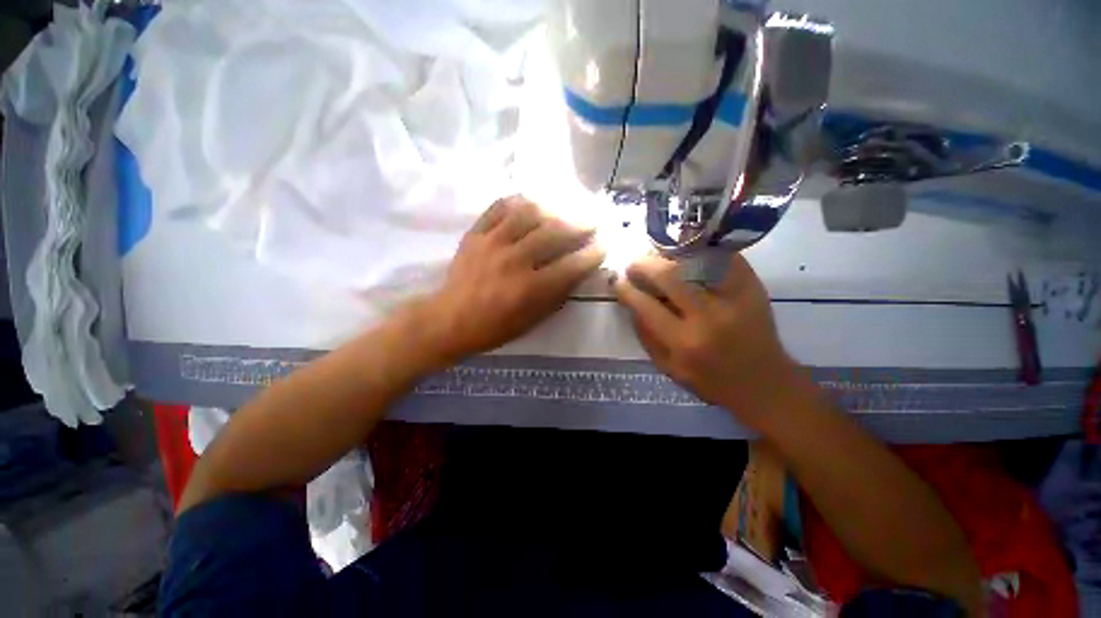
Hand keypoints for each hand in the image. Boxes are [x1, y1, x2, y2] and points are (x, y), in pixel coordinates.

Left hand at [412, 196, 604, 363]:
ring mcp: (492, 243)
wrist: (450, 320)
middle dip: (580, 224)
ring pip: (529, 213)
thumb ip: (557, 294)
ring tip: (563, 210)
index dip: (593, 253)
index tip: (605, 245)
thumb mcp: (533, 320)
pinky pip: (499, 207)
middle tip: (592, 221)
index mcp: (530, 288)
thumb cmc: (495, 327)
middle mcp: (514, 261)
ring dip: (553, 209)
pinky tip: (530, 203)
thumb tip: (577, 270)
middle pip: (554, 232)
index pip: (571, 265)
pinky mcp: (475, 234)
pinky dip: (518, 202)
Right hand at [613, 254, 796, 421]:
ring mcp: (734, 298)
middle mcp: (708, 317)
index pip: (645, 306)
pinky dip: (702, 251)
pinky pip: (722, 258)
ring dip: (670, 254)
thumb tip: (631, 304)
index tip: (617, 281)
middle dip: (644, 264)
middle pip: (669, 275)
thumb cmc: (710, 381)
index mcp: (683, 342)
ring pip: (696, 260)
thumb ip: (645, 336)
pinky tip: (688, 253)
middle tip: (634, 263)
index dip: (626, 290)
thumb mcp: (668, 368)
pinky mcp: (752, 288)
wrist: (763, 383)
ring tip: (657, 255)